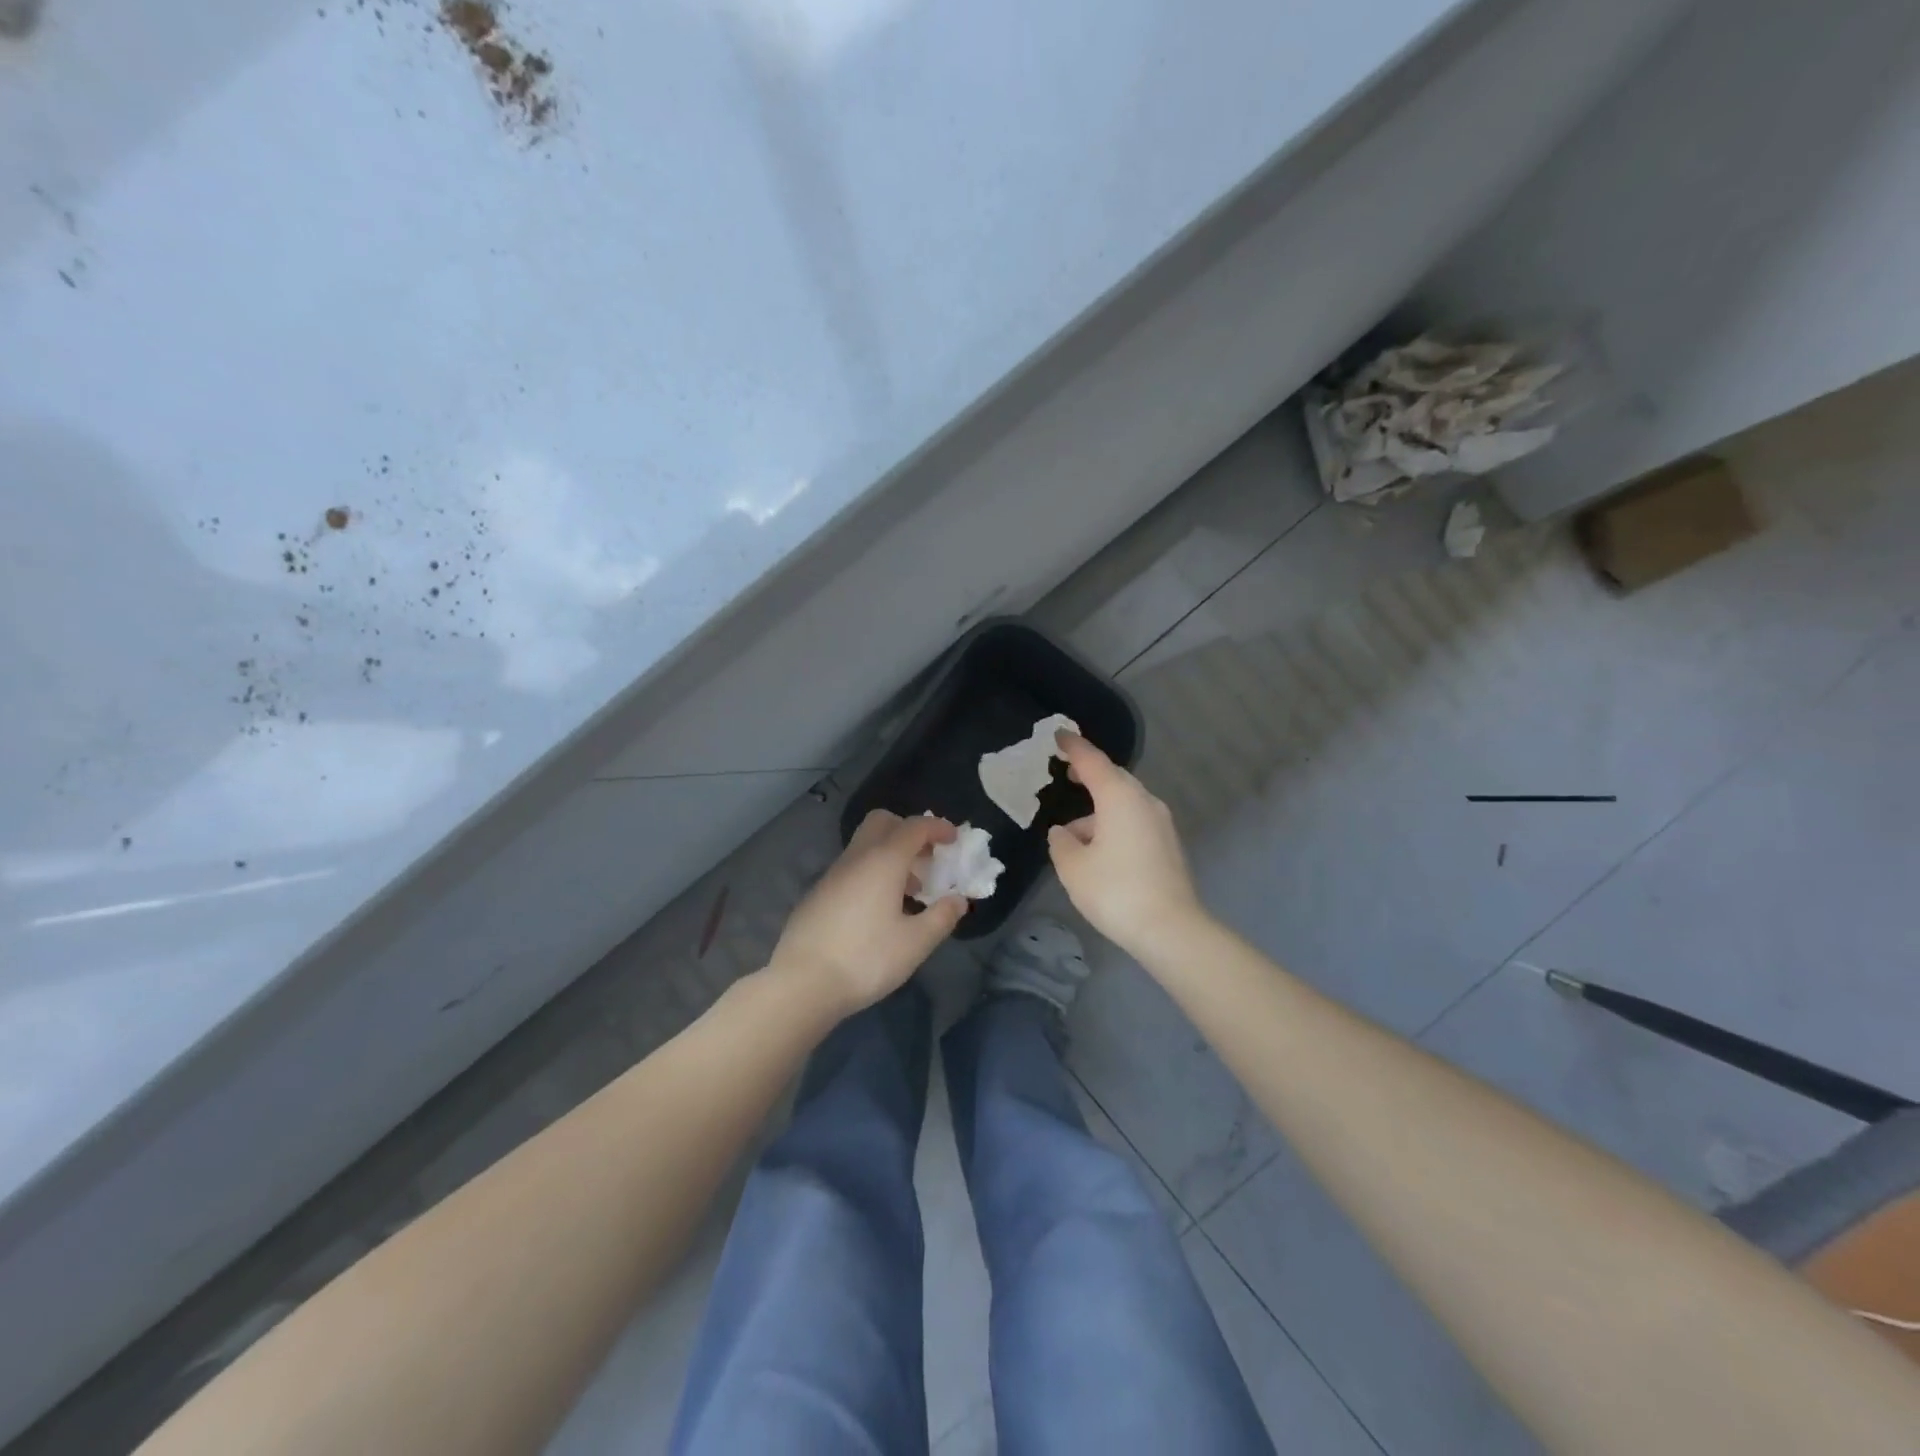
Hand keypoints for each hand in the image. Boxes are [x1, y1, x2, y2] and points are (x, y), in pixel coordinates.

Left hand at [770, 810, 967, 1018]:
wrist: (802, 983)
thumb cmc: (866, 959)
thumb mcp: (915, 943)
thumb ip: (942, 917)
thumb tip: (958, 900)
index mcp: (883, 861)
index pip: (914, 827)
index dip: (938, 827)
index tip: (954, 839)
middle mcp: (856, 858)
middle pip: (882, 822)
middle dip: (908, 831)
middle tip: (927, 858)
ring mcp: (832, 875)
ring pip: (865, 846)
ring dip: (891, 855)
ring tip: (909, 891)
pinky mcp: (817, 894)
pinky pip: (851, 868)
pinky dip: (871, 874)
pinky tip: (878, 911)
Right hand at [1047, 732, 1204, 957]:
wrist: (1170, 929)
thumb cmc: (1115, 890)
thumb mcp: (1073, 867)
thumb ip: (1061, 843)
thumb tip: (1064, 832)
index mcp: (1119, 797)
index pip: (1092, 761)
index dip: (1074, 747)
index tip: (1059, 735)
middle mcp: (1144, 802)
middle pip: (1114, 779)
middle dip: (1090, 775)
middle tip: (1067, 773)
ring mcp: (1161, 824)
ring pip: (1124, 804)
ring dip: (1099, 811)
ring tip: (1073, 834)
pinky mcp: (1168, 846)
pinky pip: (1135, 823)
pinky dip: (1114, 825)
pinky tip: (1099, 852)